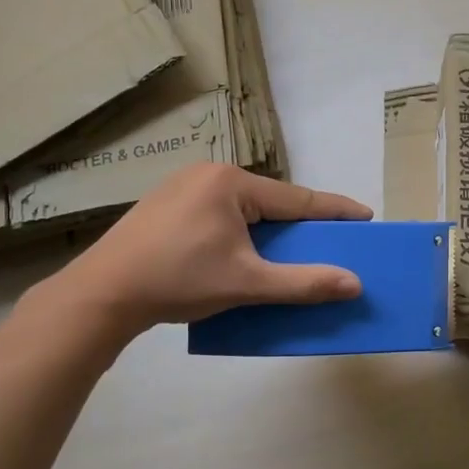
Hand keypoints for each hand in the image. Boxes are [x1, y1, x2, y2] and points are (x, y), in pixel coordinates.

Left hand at [40, 165, 371, 346]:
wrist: (102, 294)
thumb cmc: (178, 281)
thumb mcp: (247, 283)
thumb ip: (303, 283)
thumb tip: (354, 283)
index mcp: (231, 183)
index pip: (297, 198)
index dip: (334, 210)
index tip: (366, 216)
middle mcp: (207, 174)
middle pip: (270, 201)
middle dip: (299, 223)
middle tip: (326, 242)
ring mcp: (182, 187)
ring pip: (243, 208)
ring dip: (267, 229)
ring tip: (285, 251)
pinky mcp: (164, 206)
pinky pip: (219, 213)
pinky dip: (240, 231)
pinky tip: (241, 252)